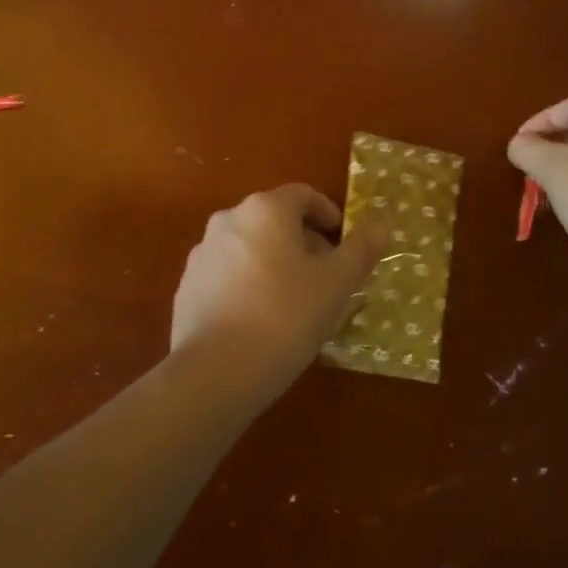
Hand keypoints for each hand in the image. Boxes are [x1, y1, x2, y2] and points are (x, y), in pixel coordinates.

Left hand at [171, 185, 385, 399]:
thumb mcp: (336, 285)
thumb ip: (360, 250)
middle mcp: (229, 219)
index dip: (328, 214)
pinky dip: (249, 284)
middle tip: (326, 278)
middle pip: (275, 220)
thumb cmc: (285, 317)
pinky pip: (228, 274)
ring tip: (296, 302)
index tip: (343, 243)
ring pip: (251, 247)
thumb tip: (380, 226)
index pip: (304, 195)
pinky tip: (262, 320)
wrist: (215, 372)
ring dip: (275, 263)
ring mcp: (203, 253)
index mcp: (265, 209)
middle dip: (304, 242)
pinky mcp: (187, 286)